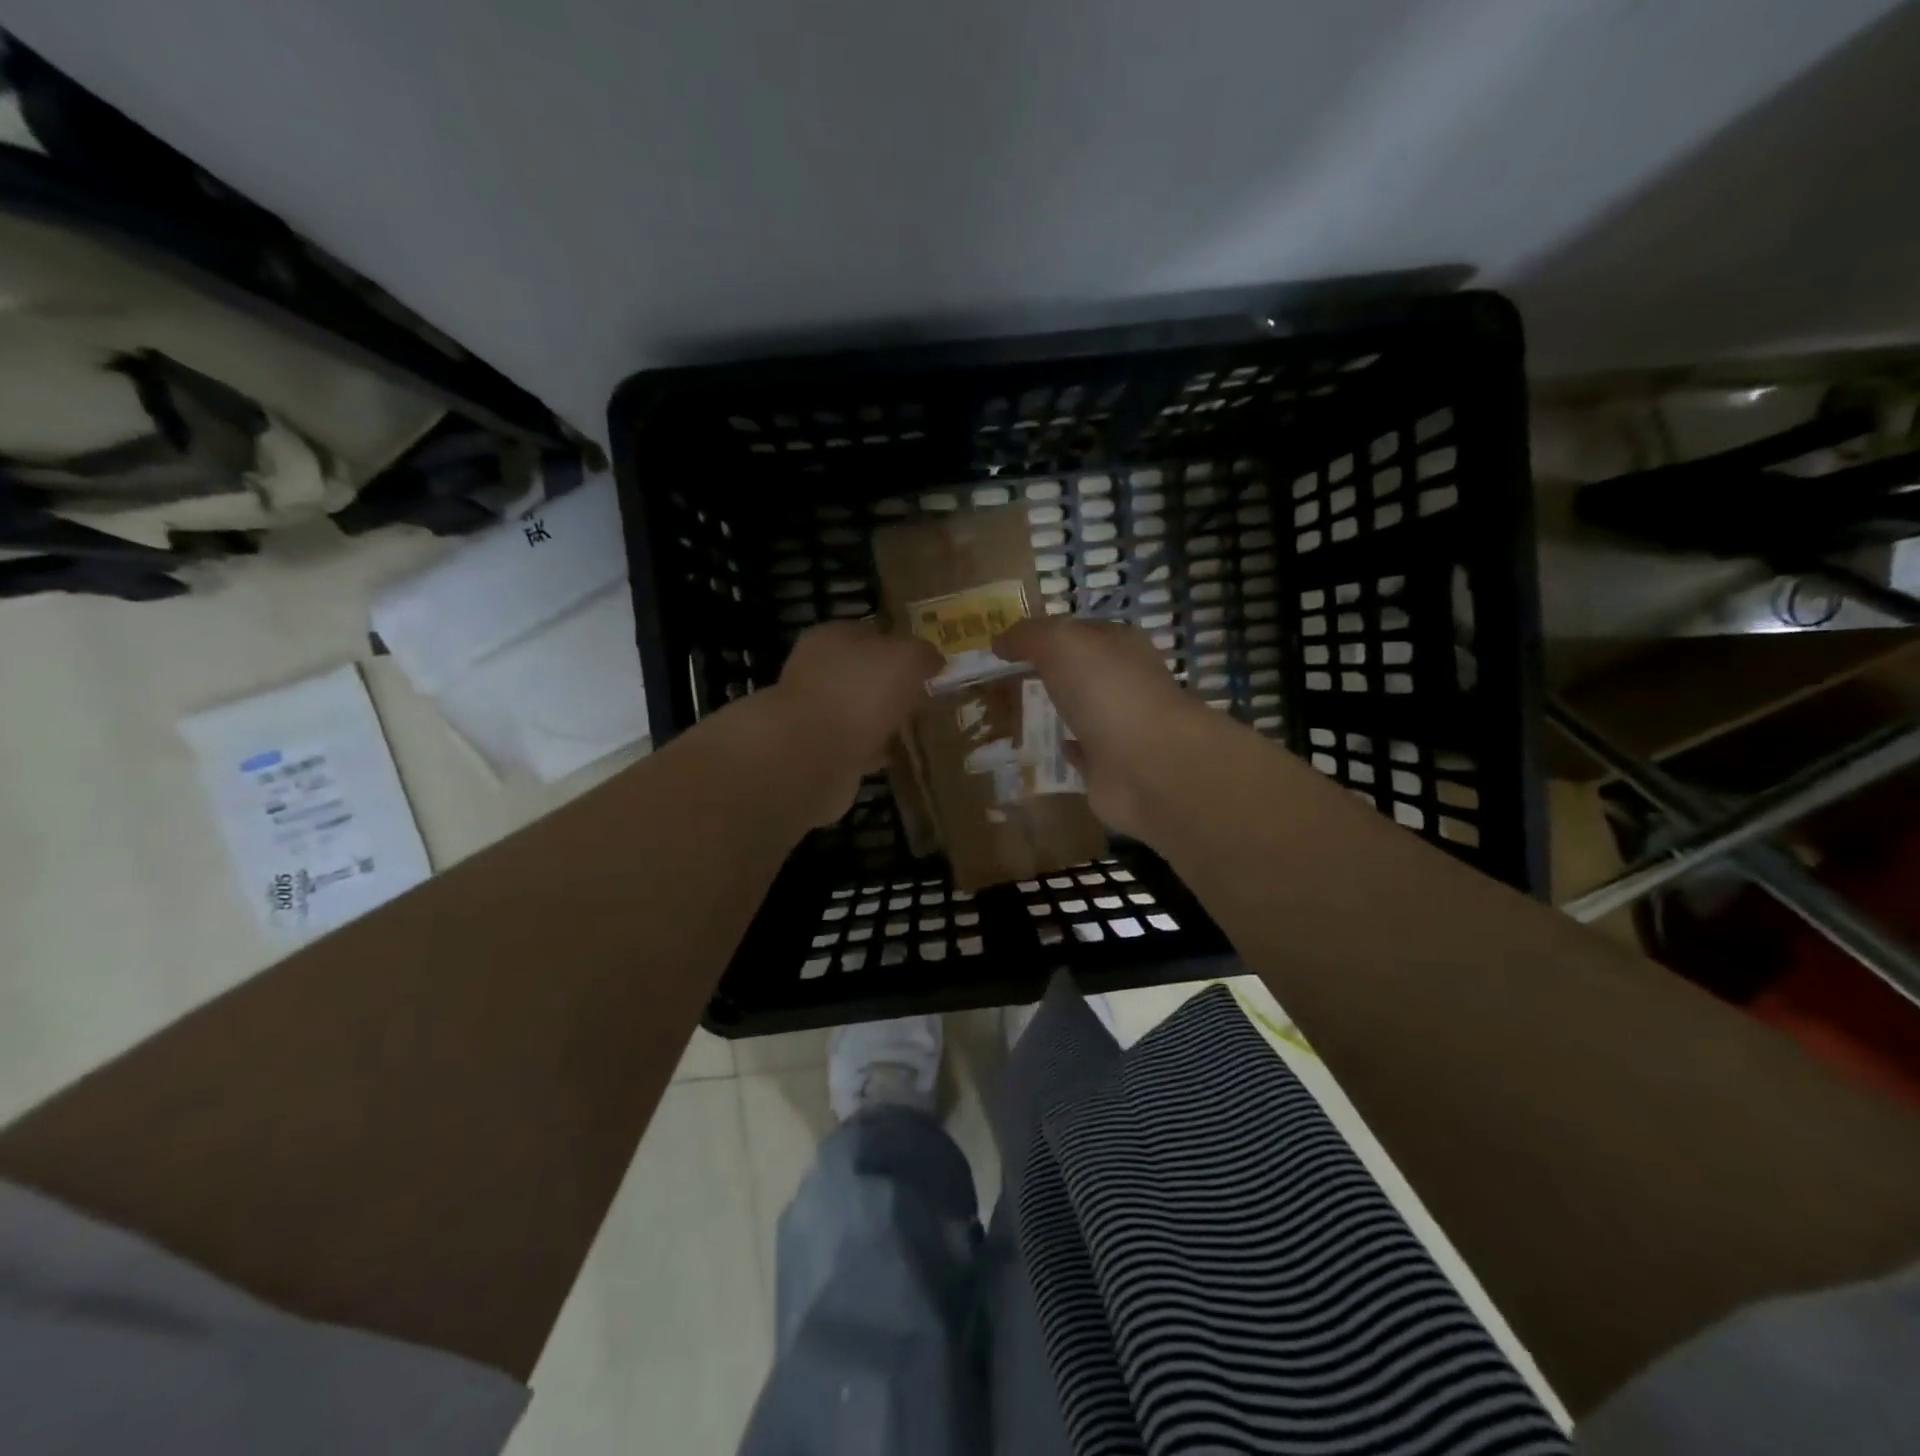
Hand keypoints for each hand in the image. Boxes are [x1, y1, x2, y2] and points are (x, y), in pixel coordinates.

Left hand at [766, 621, 941, 824]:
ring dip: (883, 720)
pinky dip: (874, 750)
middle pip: (863, 674)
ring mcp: (814, 714)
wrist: (810, 757)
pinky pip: (855, 746)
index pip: (870, 633)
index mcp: (831, 637)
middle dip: (892, 686)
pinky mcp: (817, 752)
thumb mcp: (905, 659)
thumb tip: (933, 659)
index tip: (928, 665)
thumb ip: (922, 654)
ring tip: (917, 729)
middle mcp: (817, 671)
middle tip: (927, 699)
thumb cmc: (858, 692)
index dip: (900, 646)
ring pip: (858, 711)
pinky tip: (897, 756)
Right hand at [994, 616, 1208, 836]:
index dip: (1046, 632)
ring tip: (1018, 711)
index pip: (1080, 630)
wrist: (1148, 765)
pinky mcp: (1113, 767)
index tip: (1008, 643)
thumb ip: (1029, 636)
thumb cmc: (1107, 691)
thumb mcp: (1061, 644)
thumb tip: (1000, 640)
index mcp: (1121, 646)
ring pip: (1084, 711)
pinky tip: (1049, 746)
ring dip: (1060, 709)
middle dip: (1051, 672)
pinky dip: (1070, 749)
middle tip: (1005, 678)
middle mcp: (1126, 683)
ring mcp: (1122, 727)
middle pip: (1083, 671)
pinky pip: (1086, 753)